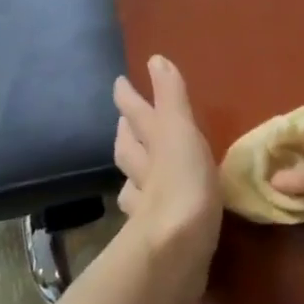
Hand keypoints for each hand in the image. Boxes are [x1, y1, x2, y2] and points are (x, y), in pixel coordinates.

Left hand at [113, 57, 221, 302]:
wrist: (176, 245)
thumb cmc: (184, 181)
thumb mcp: (181, 131)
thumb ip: (171, 98)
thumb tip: (156, 58)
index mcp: (154, 144)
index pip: (138, 115)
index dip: (130, 98)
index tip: (120, 82)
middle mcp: (146, 171)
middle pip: (130, 149)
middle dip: (128, 134)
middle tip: (125, 123)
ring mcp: (149, 204)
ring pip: (135, 182)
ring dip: (135, 173)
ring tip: (137, 168)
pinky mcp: (159, 233)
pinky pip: (148, 213)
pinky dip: (147, 206)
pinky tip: (151, 210)